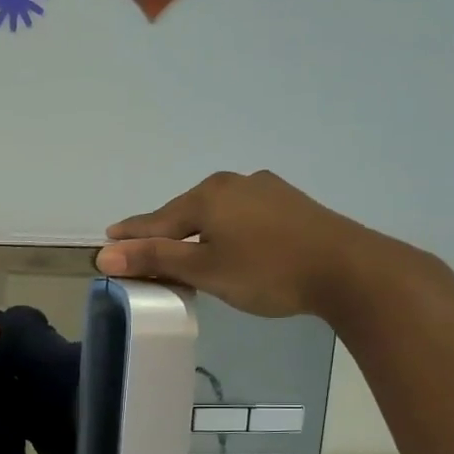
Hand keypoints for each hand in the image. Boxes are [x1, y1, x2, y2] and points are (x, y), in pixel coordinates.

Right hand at [96, 171, 381, 318]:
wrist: (349, 270)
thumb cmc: (266, 271)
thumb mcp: (204, 269)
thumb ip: (154, 258)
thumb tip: (104, 255)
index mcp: (207, 195)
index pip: (156, 219)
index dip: (131, 234)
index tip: (108, 239)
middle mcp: (233, 183)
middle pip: (185, 212)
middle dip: (163, 232)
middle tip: (143, 250)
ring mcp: (266, 190)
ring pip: (215, 212)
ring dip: (195, 232)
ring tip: (184, 250)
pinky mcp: (290, 204)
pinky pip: (240, 215)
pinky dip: (223, 230)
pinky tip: (228, 244)